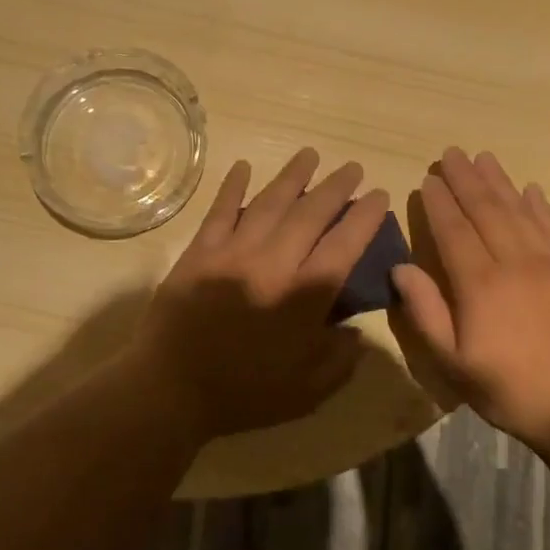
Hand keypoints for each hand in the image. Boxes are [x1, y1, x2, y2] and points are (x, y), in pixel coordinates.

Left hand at [125, 148, 389, 443]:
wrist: (171, 388)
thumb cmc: (243, 394)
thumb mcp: (308, 392)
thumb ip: (340, 359)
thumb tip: (356, 330)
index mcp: (303, 297)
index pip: (343, 245)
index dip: (364, 217)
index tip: (378, 195)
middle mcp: (272, 264)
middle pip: (309, 215)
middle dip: (335, 188)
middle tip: (351, 167)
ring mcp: (232, 253)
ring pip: (268, 204)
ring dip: (292, 177)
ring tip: (310, 155)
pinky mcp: (199, 253)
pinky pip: (219, 212)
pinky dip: (232, 187)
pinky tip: (243, 167)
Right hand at [390, 147, 549, 448]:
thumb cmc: (509, 389)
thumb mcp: (453, 361)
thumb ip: (426, 311)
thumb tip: (401, 268)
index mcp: (480, 284)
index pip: (454, 230)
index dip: (439, 203)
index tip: (427, 178)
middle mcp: (515, 263)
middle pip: (487, 211)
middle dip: (466, 180)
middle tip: (452, 153)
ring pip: (520, 212)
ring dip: (500, 182)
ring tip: (485, 157)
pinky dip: (541, 207)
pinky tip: (532, 190)